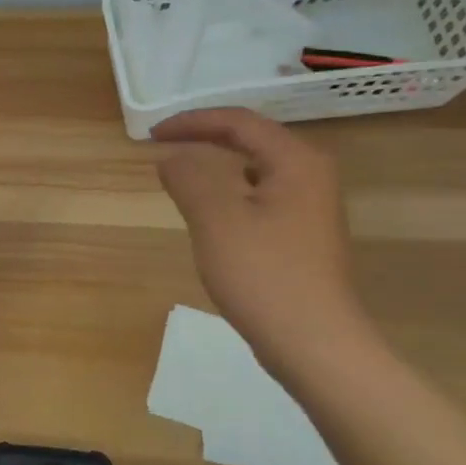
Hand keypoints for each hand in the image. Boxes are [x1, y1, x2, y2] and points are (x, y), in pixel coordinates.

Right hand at [153, 108, 367, 369]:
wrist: (313, 343)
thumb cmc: (263, 274)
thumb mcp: (215, 219)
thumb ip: (189, 177)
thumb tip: (171, 156)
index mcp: (296, 161)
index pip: (239, 122)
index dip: (192, 121)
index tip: (152, 135)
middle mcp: (310, 176)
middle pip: (251, 142)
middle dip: (204, 141)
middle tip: (162, 149)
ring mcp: (310, 209)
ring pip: (254, 173)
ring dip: (214, 170)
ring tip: (179, 179)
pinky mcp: (302, 237)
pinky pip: (259, 200)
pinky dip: (228, 197)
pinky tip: (209, 218)